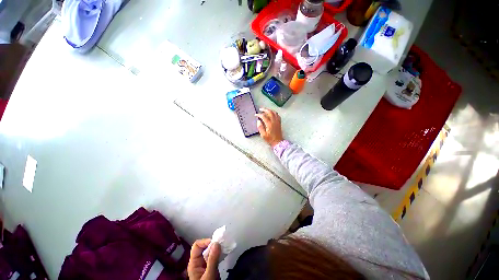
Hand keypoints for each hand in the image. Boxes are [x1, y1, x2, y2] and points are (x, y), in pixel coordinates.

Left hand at [187, 239, 220, 279]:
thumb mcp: (209, 275)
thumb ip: (212, 260)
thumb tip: (217, 243)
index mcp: (194, 263)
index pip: (197, 246)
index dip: (205, 242)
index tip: (215, 243)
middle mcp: (198, 261)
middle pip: (204, 247)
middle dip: (213, 244)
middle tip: (222, 244)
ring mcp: (205, 264)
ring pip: (210, 251)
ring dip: (217, 248)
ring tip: (224, 247)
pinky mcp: (211, 266)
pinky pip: (214, 255)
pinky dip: (219, 253)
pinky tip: (224, 253)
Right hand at [255, 108, 283, 146]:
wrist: (277, 142)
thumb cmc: (270, 139)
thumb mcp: (263, 135)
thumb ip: (260, 127)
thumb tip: (258, 121)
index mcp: (269, 124)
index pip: (264, 116)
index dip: (259, 114)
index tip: (256, 115)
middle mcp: (274, 121)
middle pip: (270, 112)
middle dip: (264, 110)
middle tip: (260, 109)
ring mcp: (277, 121)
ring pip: (274, 112)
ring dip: (269, 110)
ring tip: (265, 110)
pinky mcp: (279, 122)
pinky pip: (277, 115)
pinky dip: (274, 113)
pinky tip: (272, 113)